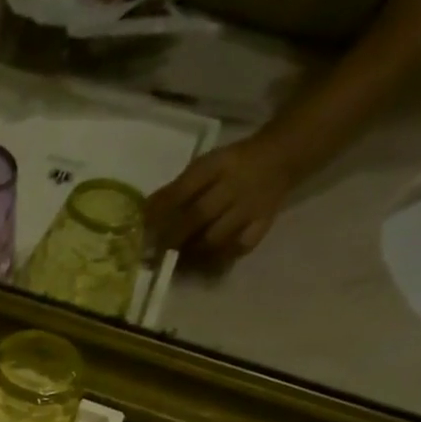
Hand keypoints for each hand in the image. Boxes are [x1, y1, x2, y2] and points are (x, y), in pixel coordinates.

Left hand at [148, 134, 297, 259]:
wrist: (278, 159)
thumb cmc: (229, 166)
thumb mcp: (202, 167)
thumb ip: (174, 190)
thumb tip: (142, 214)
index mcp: (217, 166)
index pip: (182, 191)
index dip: (159, 213)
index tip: (142, 231)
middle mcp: (235, 186)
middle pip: (198, 216)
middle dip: (172, 238)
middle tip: (155, 253)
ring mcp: (251, 207)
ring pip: (216, 237)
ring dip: (191, 252)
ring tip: (177, 259)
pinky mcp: (263, 224)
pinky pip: (239, 247)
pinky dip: (219, 258)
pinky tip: (204, 262)